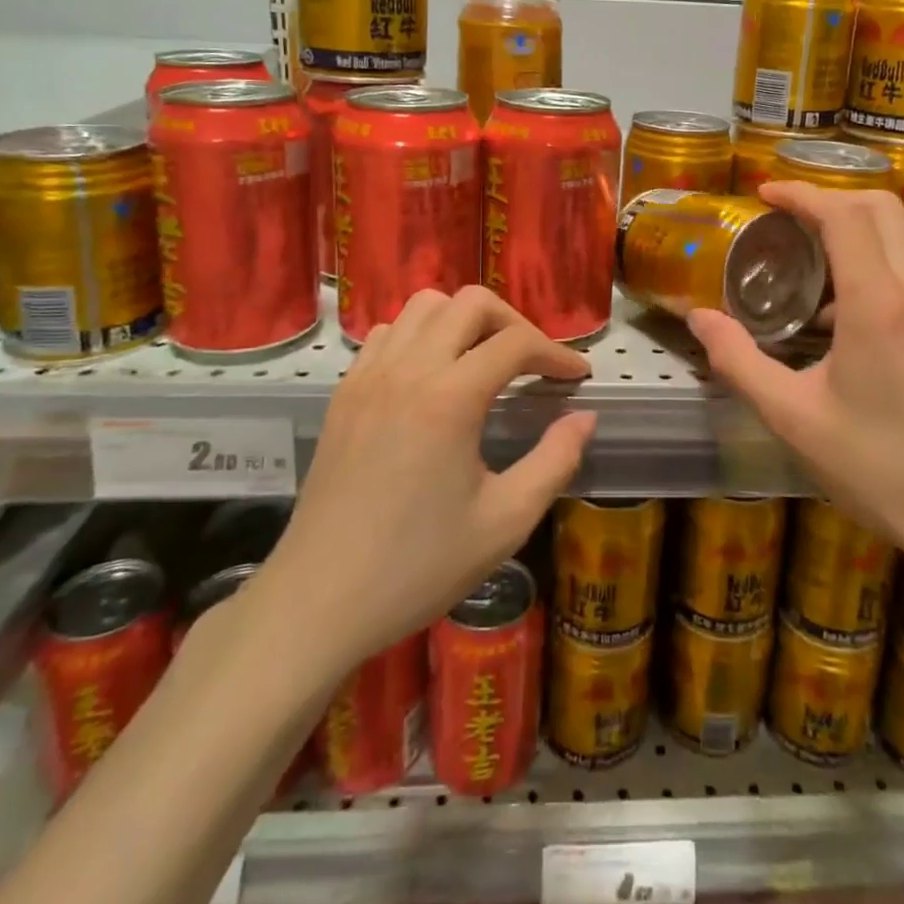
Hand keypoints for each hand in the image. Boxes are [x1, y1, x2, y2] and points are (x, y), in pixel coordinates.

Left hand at [258, 286, 594, 678]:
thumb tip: (584, 418)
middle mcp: (408, 369)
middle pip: (471, 303)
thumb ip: (555, 461)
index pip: (516, 343)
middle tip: (533, 363)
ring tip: (484, 361)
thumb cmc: (419, 565)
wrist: (319, 600)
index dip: (556, 353)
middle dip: (513, 322)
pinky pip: (390, 333)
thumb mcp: (505, 521)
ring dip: (464, 320)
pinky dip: (422, 335)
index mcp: (450, 397)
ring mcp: (369, 375)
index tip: (577, 377)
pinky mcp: (345, 392)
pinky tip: (433, 377)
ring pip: (425, 306)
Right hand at [688, 183, 903, 586]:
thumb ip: (738, 361)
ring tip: (810, 254)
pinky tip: (846, 307)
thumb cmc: (877, 468)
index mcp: (878, 304)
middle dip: (830, 197)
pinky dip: (879, 255)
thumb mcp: (792, 419)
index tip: (765, 194)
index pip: (843, 215)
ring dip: (857, 224)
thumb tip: (698, 318)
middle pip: (880, 207)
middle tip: (785, 216)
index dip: (802, 194)